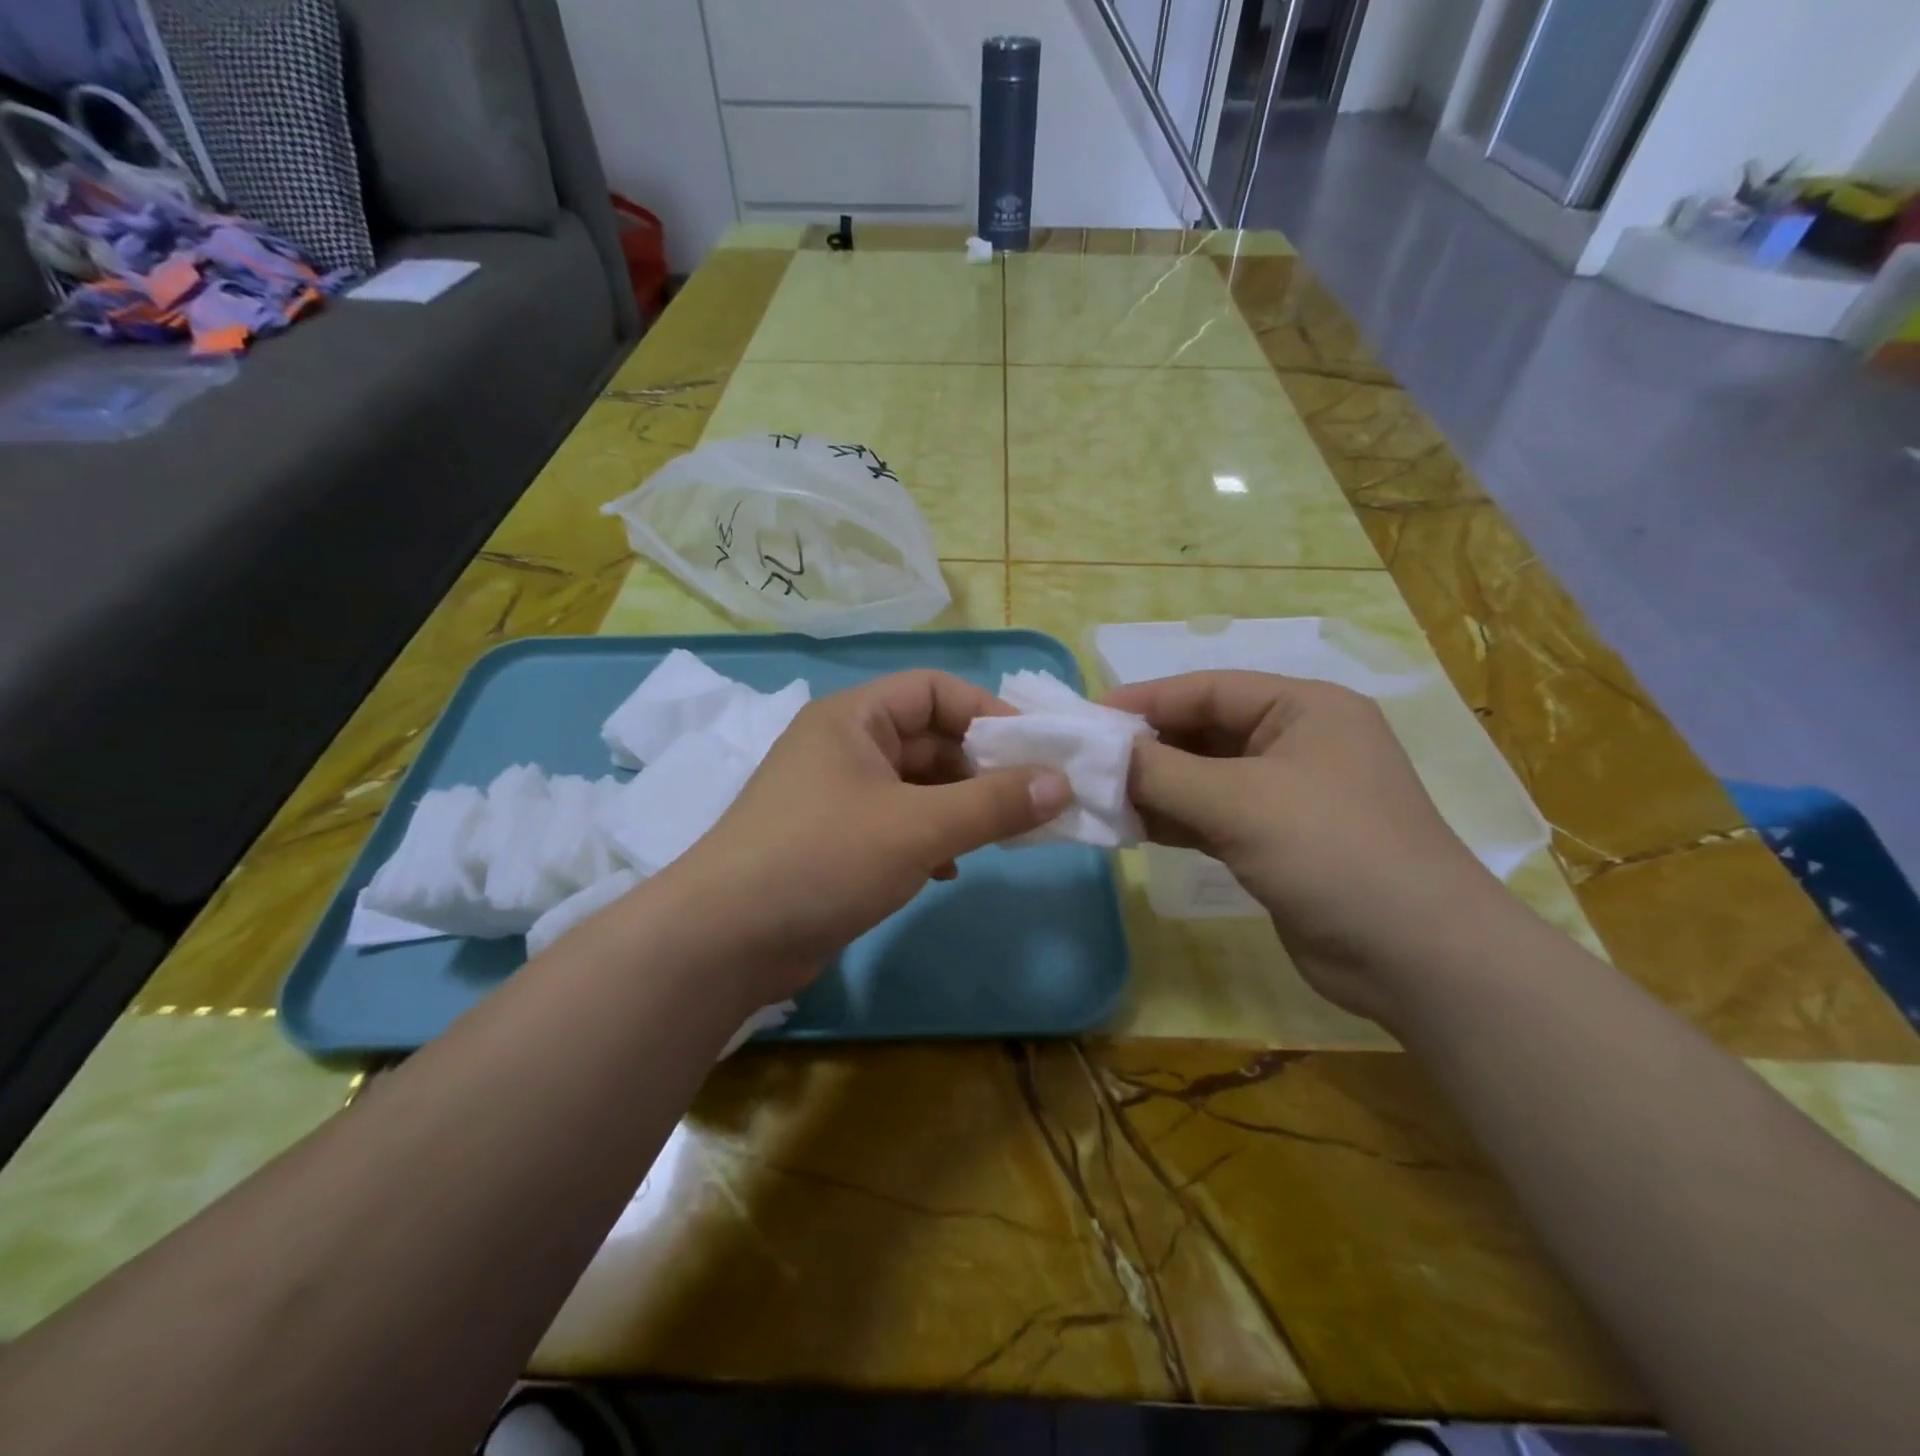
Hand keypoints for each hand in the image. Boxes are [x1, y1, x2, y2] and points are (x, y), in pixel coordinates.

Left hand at [665, 670, 1069, 1006]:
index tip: (1035, 750)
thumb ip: (994, 803)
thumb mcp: (918, 826)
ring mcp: (835, 795)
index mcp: (853, 718)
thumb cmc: (823, 859)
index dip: (988, 712)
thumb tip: (1062, 783)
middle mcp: (843, 746)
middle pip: (928, 739)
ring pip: (916, 785)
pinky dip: (929, 838)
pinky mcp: (832, 840)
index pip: (934, 690)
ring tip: (998, 836)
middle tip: (1028, 801)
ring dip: (959, 807)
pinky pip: (897, 822)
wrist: (723, 941)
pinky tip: (947, 869)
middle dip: (980, 768)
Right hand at [1104, 671, 1498, 1021]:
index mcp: (1304, 709)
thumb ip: (1162, 772)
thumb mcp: (1239, 802)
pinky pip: (1212, 817)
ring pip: (1204, 778)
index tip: (1089, 719)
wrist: (1416, 957)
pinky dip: (1174, 820)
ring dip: (1155, 787)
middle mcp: (1297, 742)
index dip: (1146, 700)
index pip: (1209, 689)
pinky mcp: (1276, 841)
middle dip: (1147, 748)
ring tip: (1098, 797)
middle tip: (1086, 764)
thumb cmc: (1331, 851)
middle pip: (1204, 732)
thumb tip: (1101, 754)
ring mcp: (1288, 795)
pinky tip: (1130, 828)